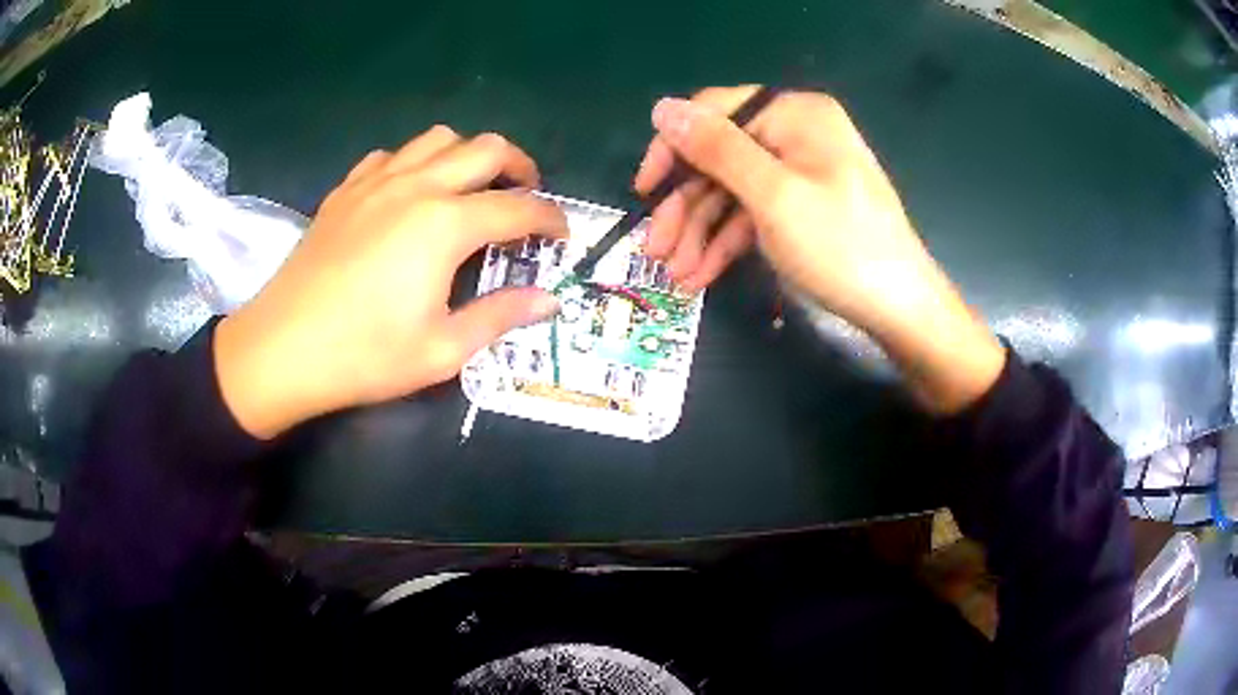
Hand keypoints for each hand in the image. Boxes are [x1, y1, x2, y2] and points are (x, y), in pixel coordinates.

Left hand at [215, 127, 567, 438]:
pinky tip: (410, 194)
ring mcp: (376, 182)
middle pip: (485, 148)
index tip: (563, 234)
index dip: (550, 217)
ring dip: (468, 155)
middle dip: (520, 165)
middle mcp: (416, 186)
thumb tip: (549, 301)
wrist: (282, 350)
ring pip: (438, 139)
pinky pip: (391, 156)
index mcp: (445, 224)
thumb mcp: (442, 350)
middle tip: (527, 195)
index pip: (518, 207)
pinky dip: (415, 163)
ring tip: (472, 187)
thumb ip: (500, 316)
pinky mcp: (345, 191)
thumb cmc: (364, 356)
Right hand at [635, 86, 1003, 412]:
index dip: (673, 149)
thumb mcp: (773, 195)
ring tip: (676, 276)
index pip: (715, 113)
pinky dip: (727, 243)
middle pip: (721, 159)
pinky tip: (701, 276)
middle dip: (685, 208)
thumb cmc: (841, 247)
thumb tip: (663, 108)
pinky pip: (754, 214)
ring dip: (700, 233)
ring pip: (733, 192)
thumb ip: (716, 149)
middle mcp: (796, 134)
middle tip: (655, 252)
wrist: (899, 308)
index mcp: (795, 114)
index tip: (644, 192)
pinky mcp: (803, 206)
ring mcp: (801, 172)